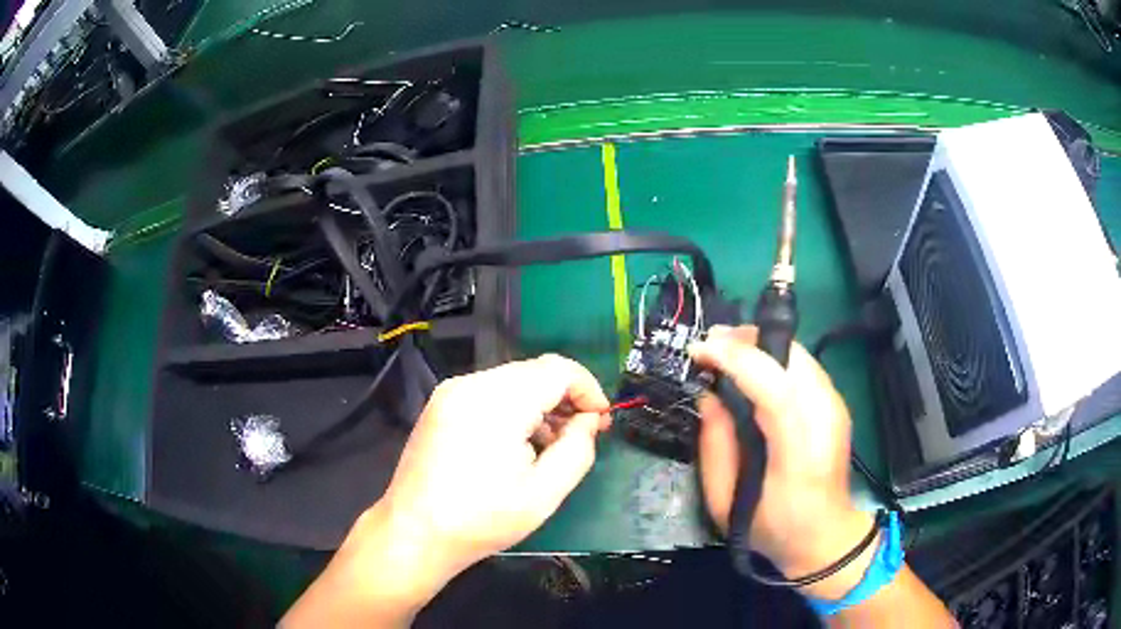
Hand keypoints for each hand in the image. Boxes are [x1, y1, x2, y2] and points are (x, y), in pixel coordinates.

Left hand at [283, 354, 609, 626]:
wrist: (414, 533)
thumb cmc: (481, 519)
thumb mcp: (544, 493)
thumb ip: (577, 449)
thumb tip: (588, 420)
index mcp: (497, 401)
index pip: (558, 369)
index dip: (589, 389)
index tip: (601, 421)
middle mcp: (471, 384)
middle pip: (535, 372)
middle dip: (565, 398)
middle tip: (582, 435)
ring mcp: (451, 393)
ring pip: (513, 381)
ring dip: (540, 404)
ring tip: (551, 445)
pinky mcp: (440, 405)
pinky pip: (489, 392)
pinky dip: (514, 408)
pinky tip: (517, 444)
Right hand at [689, 325, 873, 592]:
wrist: (826, 536)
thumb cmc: (773, 527)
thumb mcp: (726, 502)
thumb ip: (714, 446)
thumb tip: (708, 396)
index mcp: (798, 451)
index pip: (774, 387)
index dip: (735, 359)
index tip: (699, 351)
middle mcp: (824, 418)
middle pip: (790, 356)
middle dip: (745, 340)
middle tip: (708, 343)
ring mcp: (835, 407)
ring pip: (797, 353)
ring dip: (759, 344)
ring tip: (725, 350)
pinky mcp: (837, 403)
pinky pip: (803, 364)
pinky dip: (774, 356)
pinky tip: (753, 367)